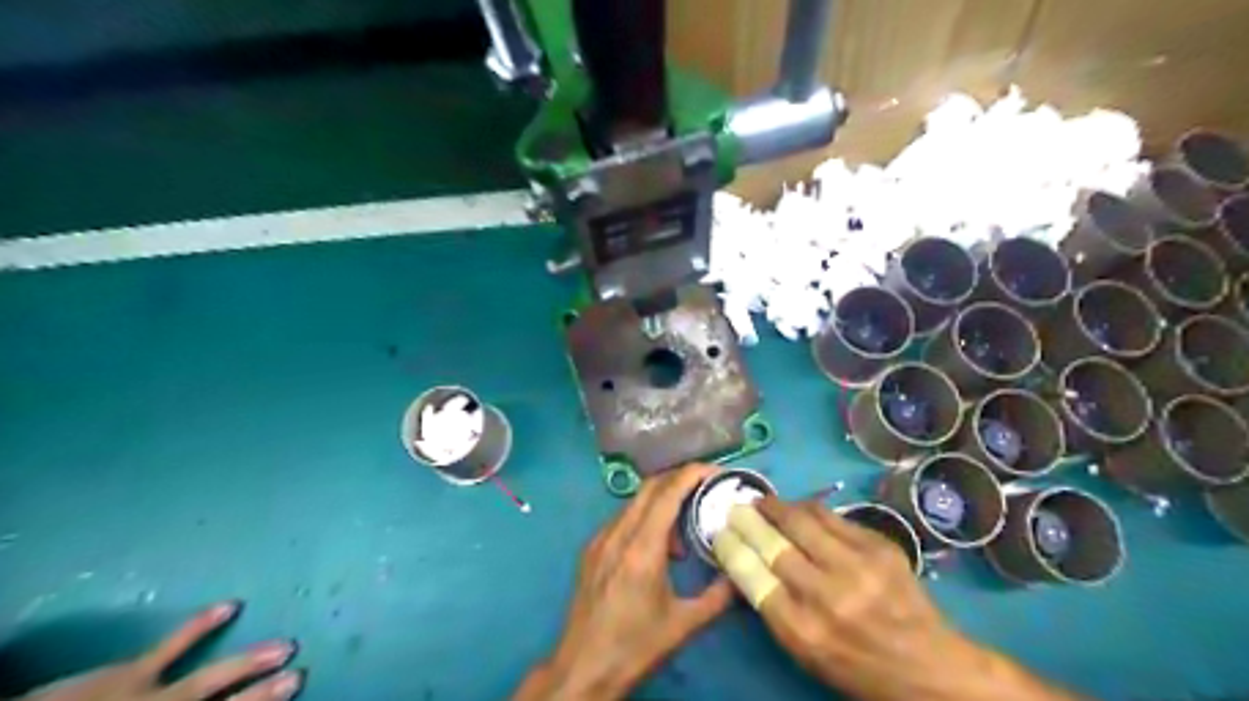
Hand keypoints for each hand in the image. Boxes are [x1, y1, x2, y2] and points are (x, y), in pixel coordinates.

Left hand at [21, 600, 300, 699]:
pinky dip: (200, 625)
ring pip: (208, 680)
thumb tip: (209, 699)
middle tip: (297, 675)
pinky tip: (229, 606)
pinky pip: (170, 646)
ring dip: (247, 663)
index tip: (294, 687)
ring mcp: (147, 696)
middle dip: (260, 694)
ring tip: (284, 645)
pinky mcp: (127, 673)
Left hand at [516, 462, 732, 696]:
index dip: (692, 474)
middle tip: (707, 488)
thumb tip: (742, 574)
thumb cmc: (635, 647)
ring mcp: (600, 540)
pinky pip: (622, 520)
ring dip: (662, 503)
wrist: (582, 668)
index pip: (667, 493)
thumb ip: (718, 596)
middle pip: (650, 488)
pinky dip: (644, 519)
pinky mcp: (591, 550)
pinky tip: (658, 548)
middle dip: (679, 480)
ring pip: (635, 503)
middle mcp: (617, 534)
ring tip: (685, 530)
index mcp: (642, 548)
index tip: (716, 472)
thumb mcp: (684, 624)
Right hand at [733, 498, 1079, 700]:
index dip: (730, 546)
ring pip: (801, 519)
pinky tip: (800, 509)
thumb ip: (772, 608)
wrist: (929, 666)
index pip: (750, 575)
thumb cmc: (857, 667)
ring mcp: (856, 567)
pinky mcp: (879, 547)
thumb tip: (745, 562)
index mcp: (801, 630)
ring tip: (765, 502)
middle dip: (747, 519)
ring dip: (776, 506)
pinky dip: (808, 509)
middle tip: (736, 508)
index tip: (720, 532)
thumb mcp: (805, 652)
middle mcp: (826, 595)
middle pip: (772, 542)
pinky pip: (831, 516)